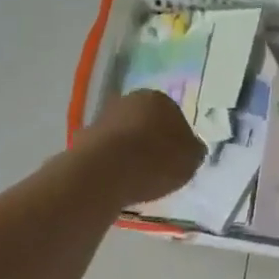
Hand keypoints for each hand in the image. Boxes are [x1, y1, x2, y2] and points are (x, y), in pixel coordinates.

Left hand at [75, 91, 205, 204]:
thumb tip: (191, 147)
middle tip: (160, 167)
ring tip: (139, 177)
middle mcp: (129, 100)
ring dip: (132, 151)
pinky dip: (114, 163)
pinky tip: (120, 180)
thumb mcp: (191, 159)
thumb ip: (194, 150)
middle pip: (146, 122)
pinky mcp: (85, 138)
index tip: (178, 158)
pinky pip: (108, 151)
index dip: (178, 138)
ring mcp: (104, 118)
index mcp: (159, 98)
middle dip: (152, 141)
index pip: (174, 115)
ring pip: (126, 135)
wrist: (106, 172)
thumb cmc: (157, 160)